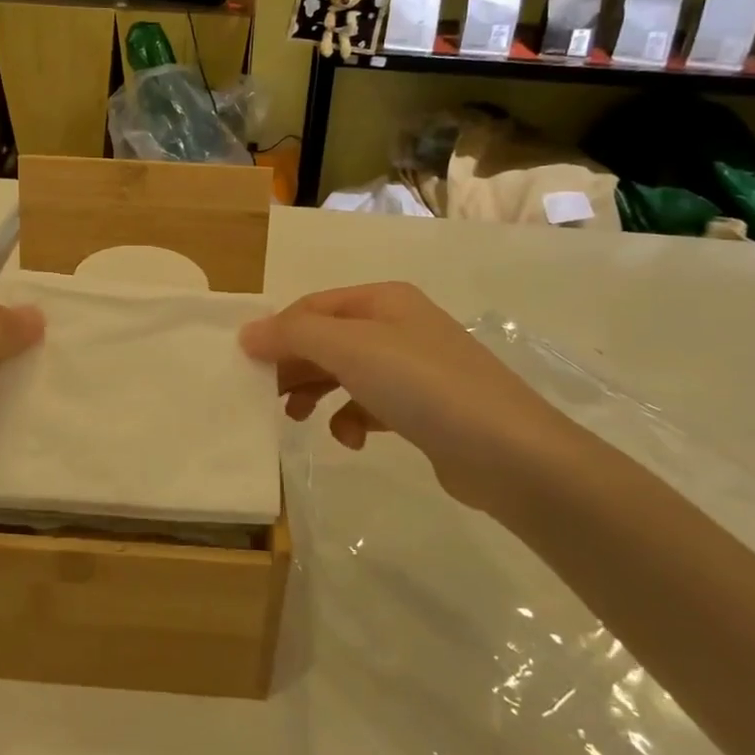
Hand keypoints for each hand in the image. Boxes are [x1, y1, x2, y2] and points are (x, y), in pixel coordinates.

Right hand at [239, 282, 588, 517]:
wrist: (509, 453)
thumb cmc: (422, 386)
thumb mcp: (350, 348)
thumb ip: (293, 334)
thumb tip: (247, 333)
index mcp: (383, 300)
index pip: (312, 306)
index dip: (277, 332)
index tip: (246, 366)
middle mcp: (399, 325)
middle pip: (327, 339)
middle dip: (294, 365)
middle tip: (264, 396)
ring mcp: (415, 368)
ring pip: (346, 373)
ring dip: (316, 392)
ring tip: (295, 418)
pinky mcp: (424, 409)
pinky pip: (371, 405)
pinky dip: (352, 418)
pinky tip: (351, 439)